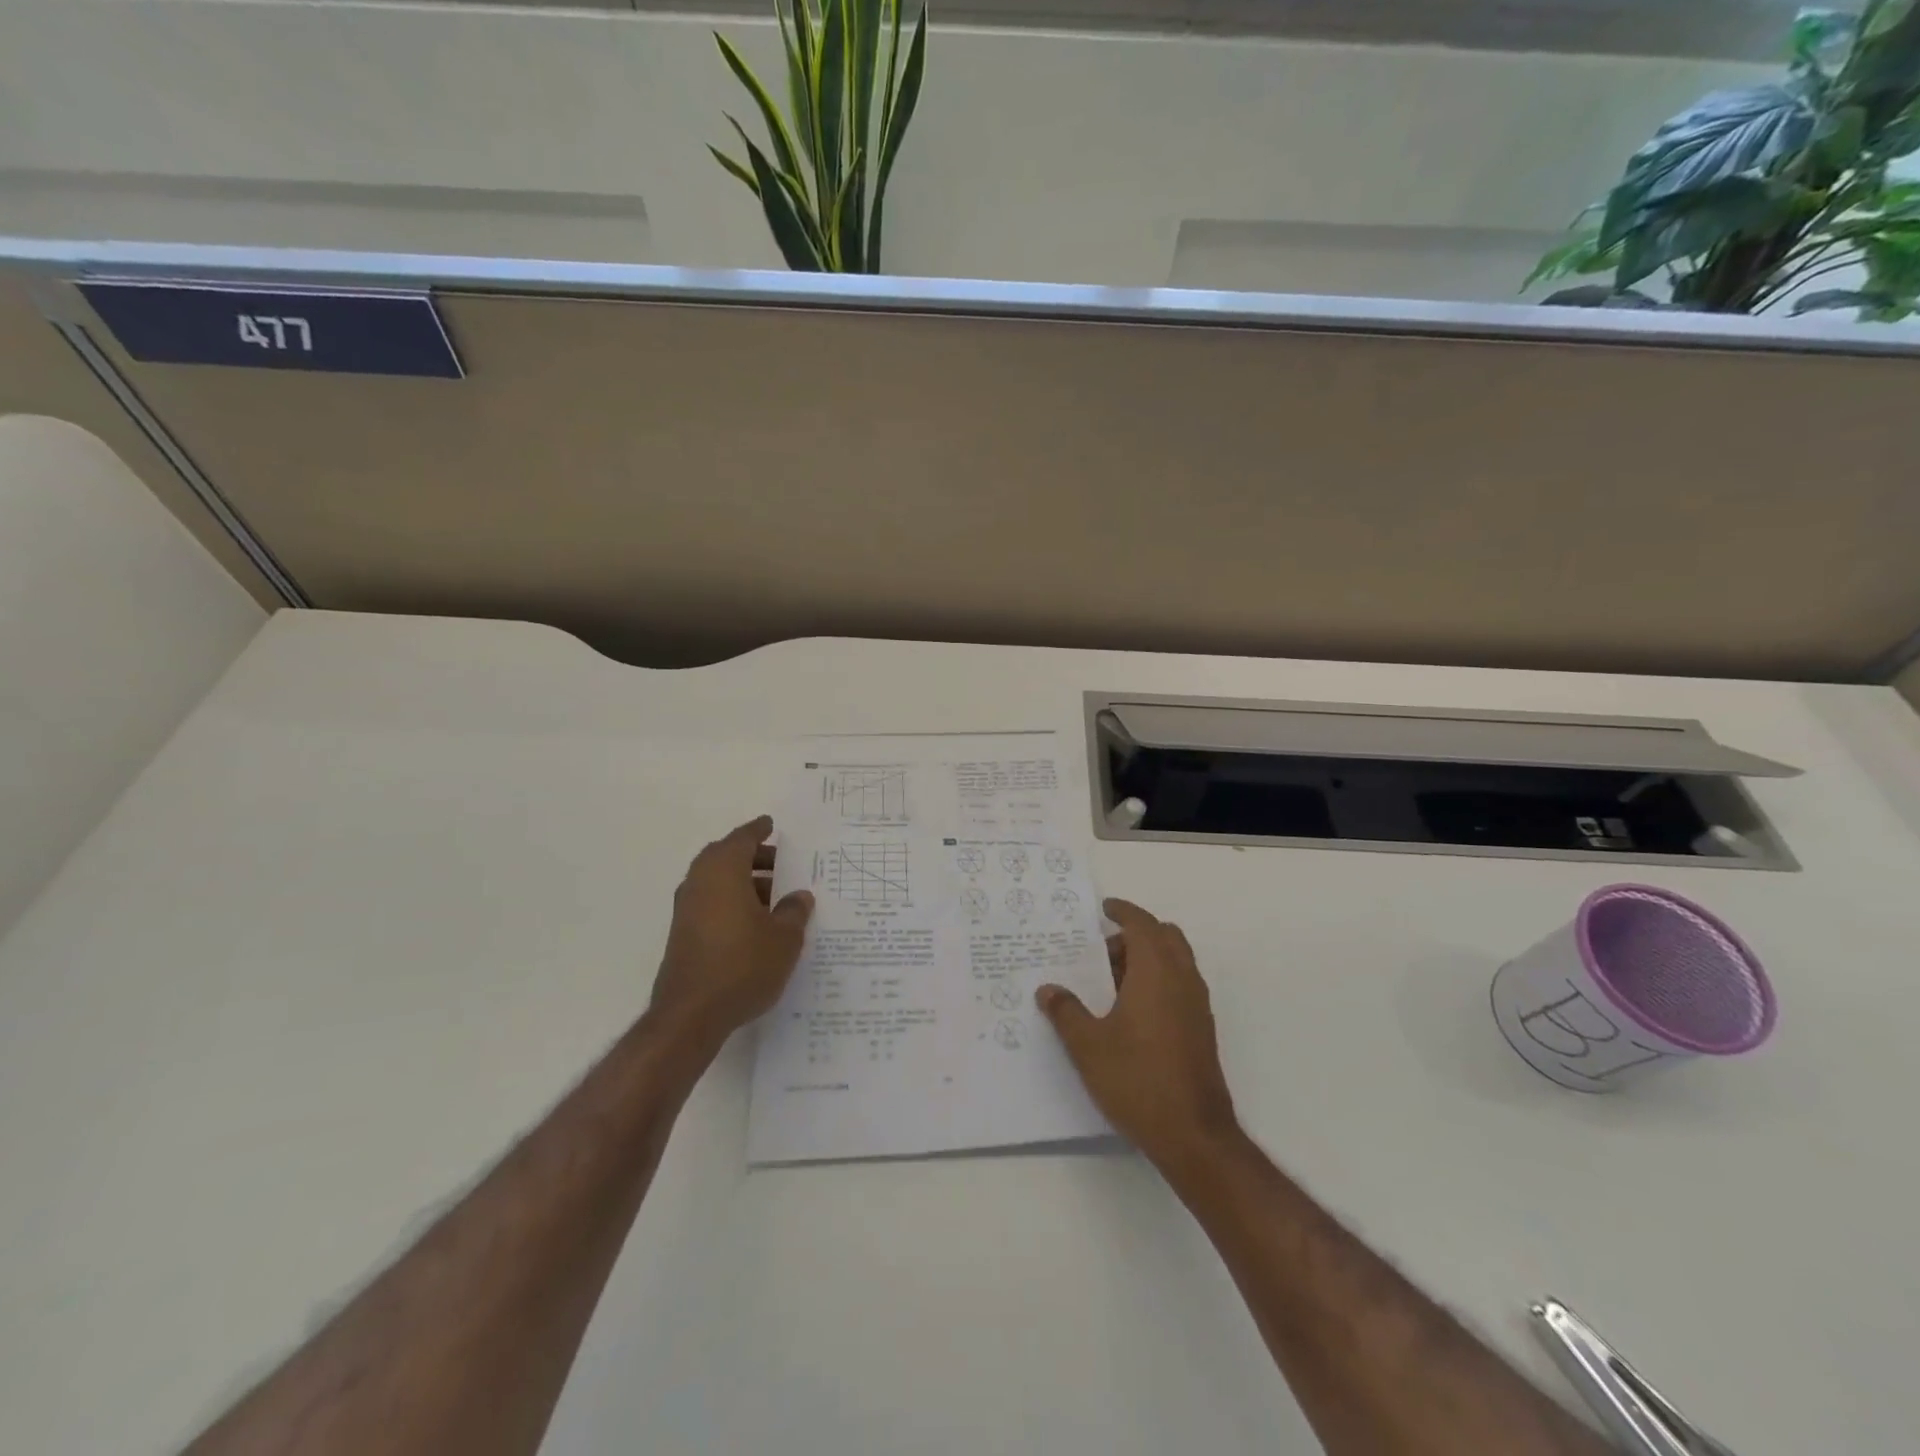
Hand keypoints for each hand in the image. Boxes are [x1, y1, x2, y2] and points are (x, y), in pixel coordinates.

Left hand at [649, 816, 812, 1051]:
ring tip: (775, 896)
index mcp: (724, 871)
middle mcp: (700, 882)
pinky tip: (755, 922)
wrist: (691, 1015)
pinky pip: (711, 902)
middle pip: (726, 857)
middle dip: (753, 857)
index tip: (771, 825)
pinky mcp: (683, 934)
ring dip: (743, 881)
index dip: (758, 831)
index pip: (742, 839)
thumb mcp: (784, 938)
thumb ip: (794, 912)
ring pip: (717, 881)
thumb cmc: (743, 965)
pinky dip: (731, 901)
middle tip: (780, 863)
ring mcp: (687, 909)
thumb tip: (799, 896)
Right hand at [1037, 898, 1238, 1171]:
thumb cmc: (1137, 1079)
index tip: (1103, 908)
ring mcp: (1197, 1005)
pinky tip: (1131, 1012)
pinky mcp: (1202, 1029)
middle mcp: (1182, 979)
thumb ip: (1066, 1012)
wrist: (1194, 1135)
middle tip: (1102, 953)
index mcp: (1156, 972)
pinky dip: (1158, 981)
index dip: (1123, 911)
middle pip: (1165, 936)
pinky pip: (1180, 985)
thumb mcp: (1088, 1045)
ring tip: (1110, 984)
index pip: (1142, 924)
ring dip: (1147, 959)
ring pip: (1175, 961)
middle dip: (1135, 935)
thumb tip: (1048, 990)